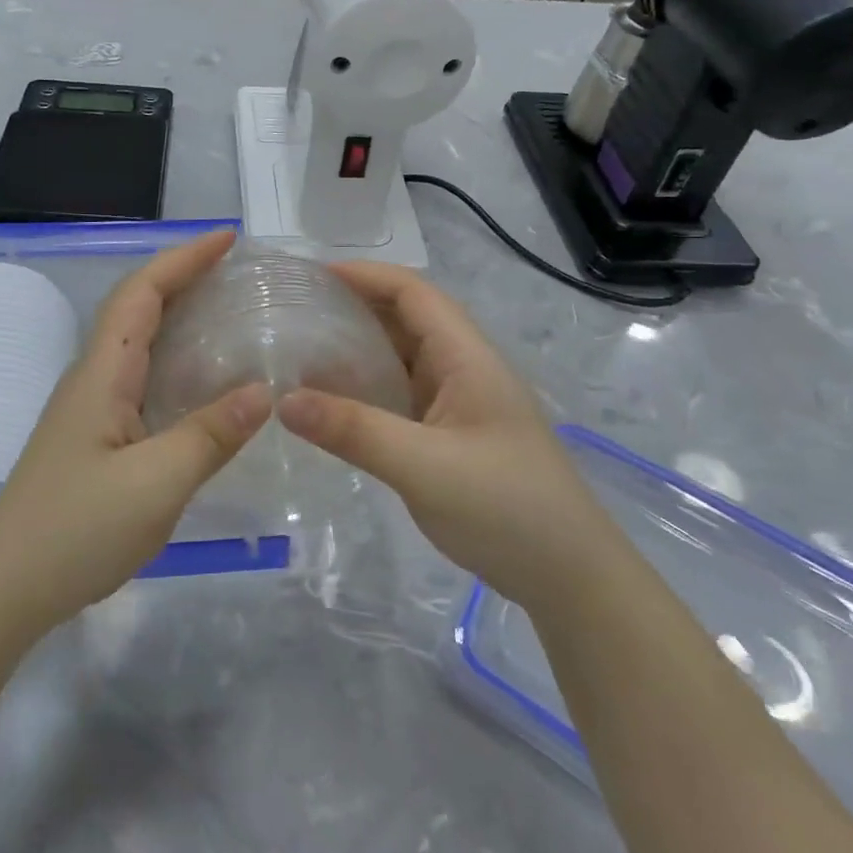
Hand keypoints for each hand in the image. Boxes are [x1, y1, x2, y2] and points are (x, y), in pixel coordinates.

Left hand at [0, 231, 269, 636]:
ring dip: (181, 315)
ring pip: (140, 343)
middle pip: (139, 308)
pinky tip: (206, 382)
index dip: (183, 259)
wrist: (5, 588)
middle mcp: (94, 379)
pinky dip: (178, 360)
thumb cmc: (75, 531)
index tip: (229, 239)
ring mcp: (92, 409)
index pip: (142, 293)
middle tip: (242, 273)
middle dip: (186, 278)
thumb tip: (264, 391)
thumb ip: (210, 435)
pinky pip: (144, 378)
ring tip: (233, 312)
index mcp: (103, 374)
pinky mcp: (97, 437)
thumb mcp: (155, 485)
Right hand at [276, 261, 595, 606]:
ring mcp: (457, 405)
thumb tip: (283, 400)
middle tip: (293, 313)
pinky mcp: (448, 437)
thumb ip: (354, 431)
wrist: (570, 577)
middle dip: (352, 307)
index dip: (364, 275)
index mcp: (466, 358)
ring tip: (299, 351)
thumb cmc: (507, 509)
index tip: (310, 276)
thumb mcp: (425, 467)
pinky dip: (364, 390)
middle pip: (404, 319)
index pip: (413, 293)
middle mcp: (462, 370)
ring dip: (356, 350)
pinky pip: (399, 397)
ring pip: (400, 360)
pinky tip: (330, 403)